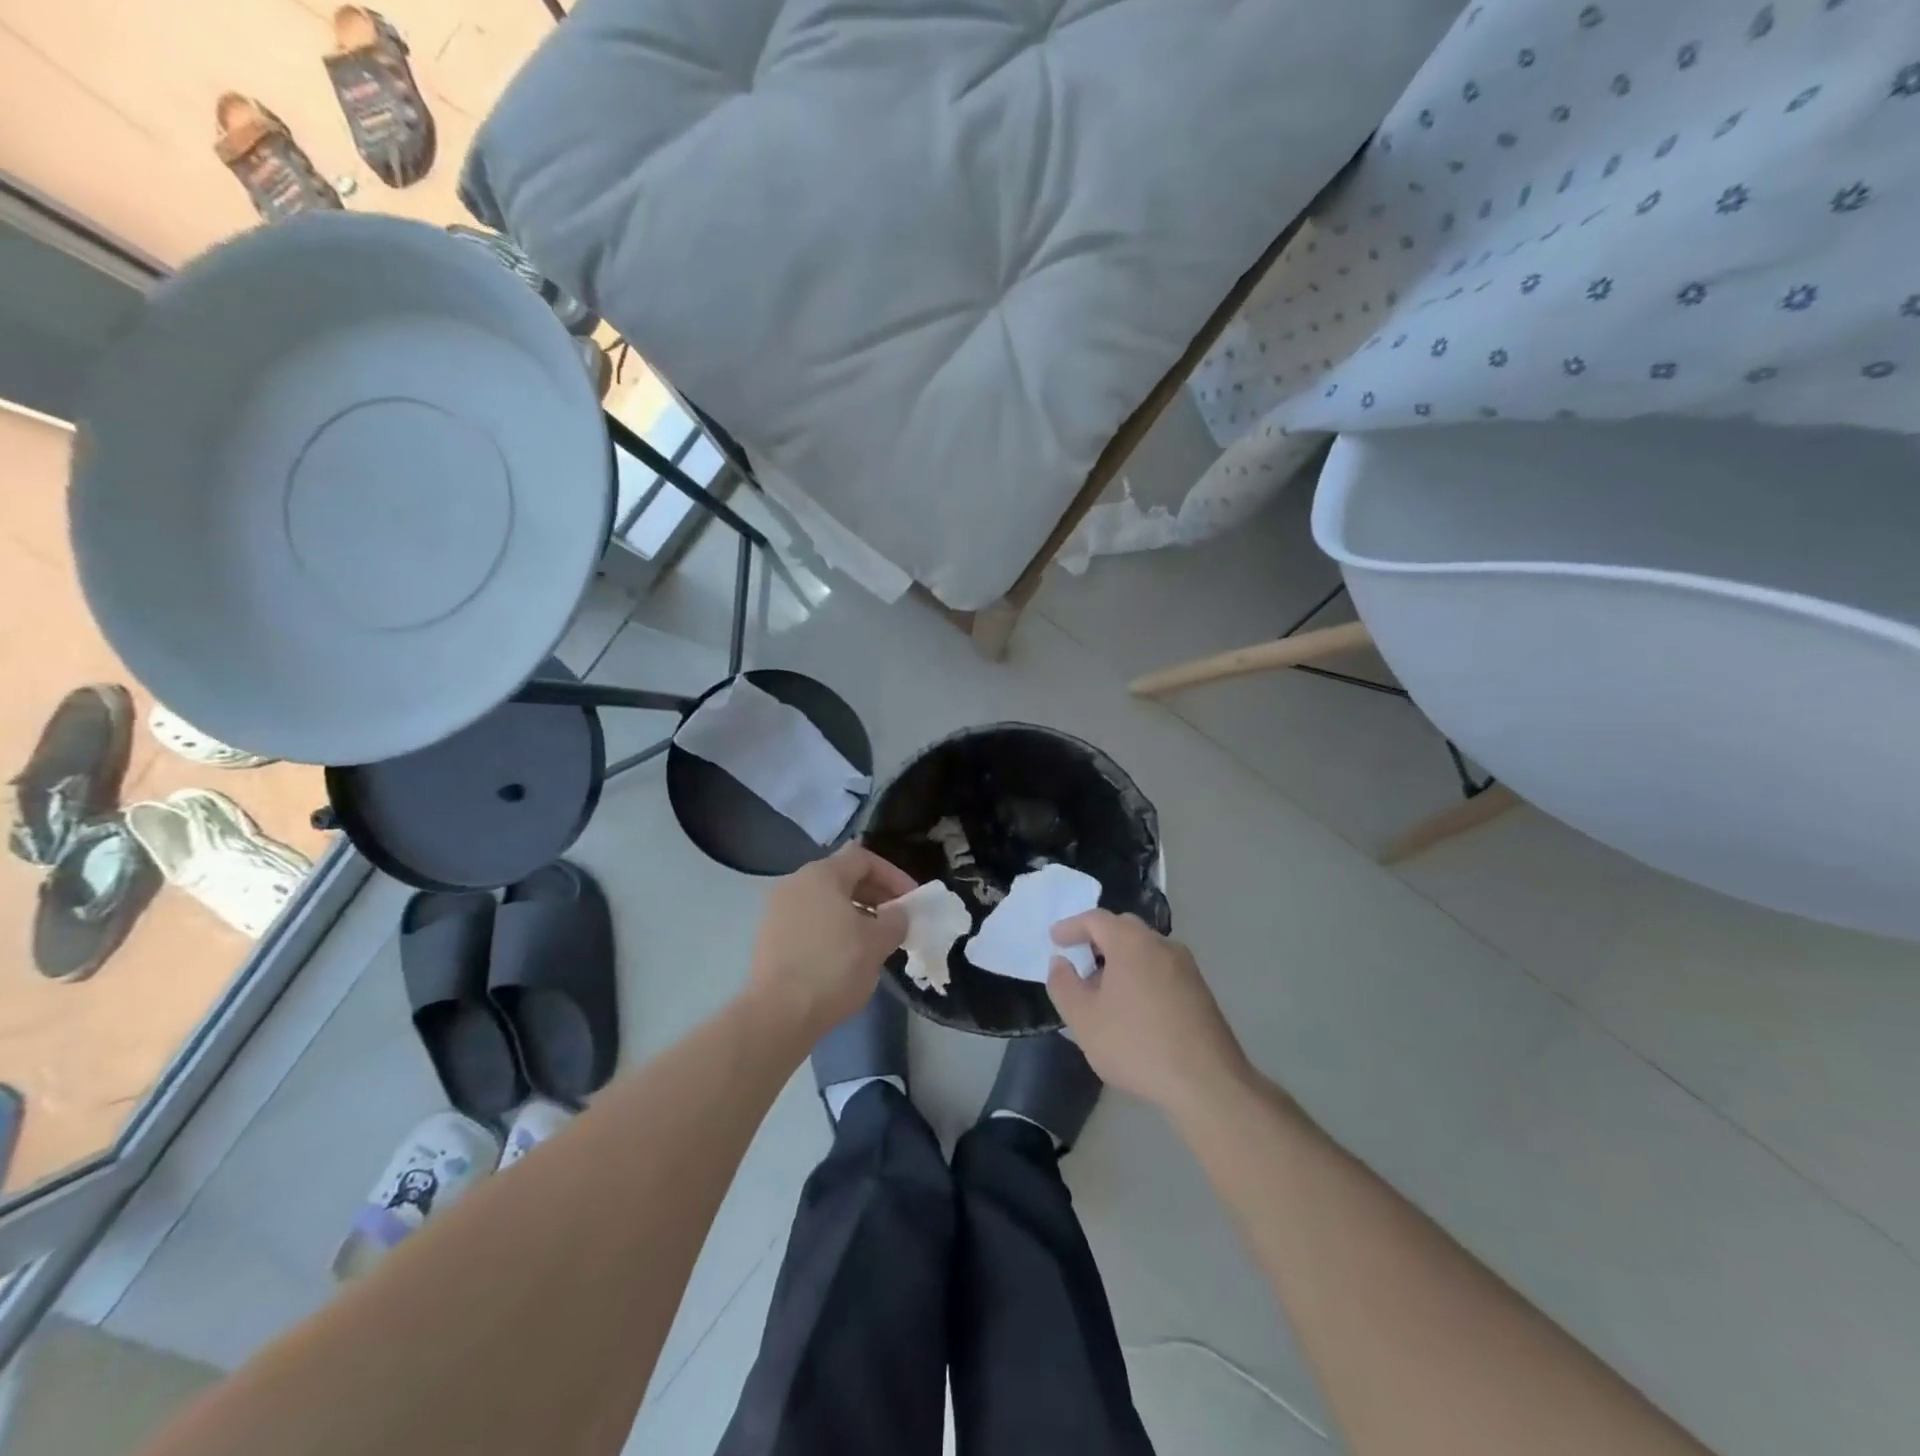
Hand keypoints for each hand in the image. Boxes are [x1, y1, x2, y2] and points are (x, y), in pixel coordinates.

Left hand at [748, 844, 914, 1039]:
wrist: (778, 1014)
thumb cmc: (834, 968)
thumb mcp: (878, 943)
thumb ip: (895, 920)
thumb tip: (897, 914)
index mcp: (821, 875)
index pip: (864, 859)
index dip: (893, 875)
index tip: (911, 900)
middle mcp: (795, 883)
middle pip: (843, 877)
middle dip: (875, 895)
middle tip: (897, 919)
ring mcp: (777, 910)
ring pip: (825, 901)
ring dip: (855, 913)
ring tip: (875, 939)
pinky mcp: (769, 937)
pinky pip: (809, 921)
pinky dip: (832, 929)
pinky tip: (846, 955)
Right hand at [1047, 911, 1250, 1114]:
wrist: (1207, 1083)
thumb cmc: (1137, 1045)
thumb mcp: (1084, 1019)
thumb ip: (1063, 985)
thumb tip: (1060, 962)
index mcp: (1131, 942)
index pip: (1095, 919)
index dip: (1071, 927)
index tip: (1055, 940)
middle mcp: (1162, 944)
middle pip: (1123, 929)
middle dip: (1098, 941)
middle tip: (1079, 962)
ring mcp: (1186, 967)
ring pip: (1145, 951)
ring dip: (1121, 961)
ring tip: (1104, 992)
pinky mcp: (1201, 991)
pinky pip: (1161, 970)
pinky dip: (1141, 976)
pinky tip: (1134, 1009)